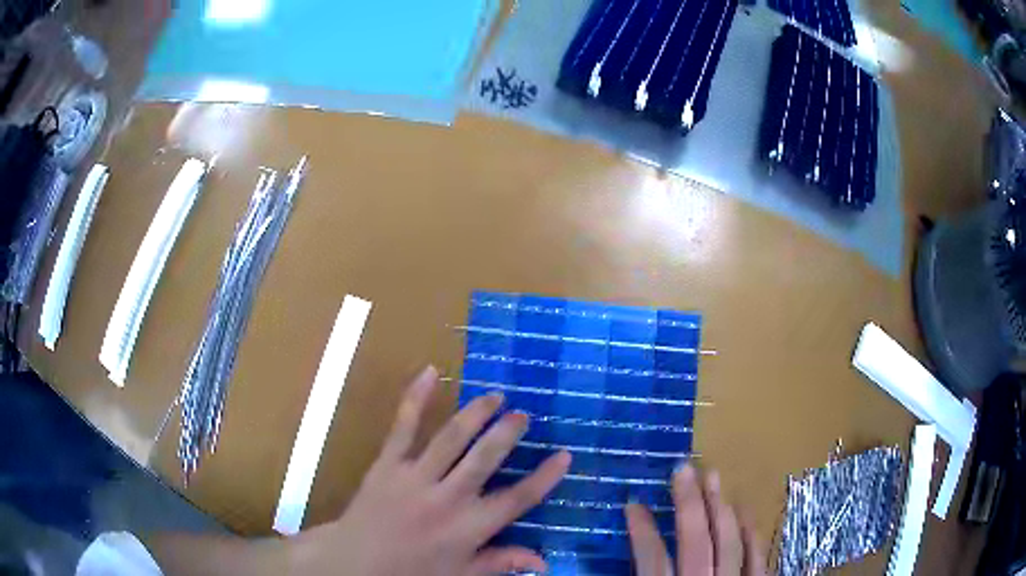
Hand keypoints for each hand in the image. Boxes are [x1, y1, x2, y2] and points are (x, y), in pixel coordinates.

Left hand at [292, 366, 571, 575]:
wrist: (355, 562)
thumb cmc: (412, 572)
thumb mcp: (461, 574)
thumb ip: (502, 563)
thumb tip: (544, 560)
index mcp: (469, 527)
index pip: (517, 499)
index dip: (545, 477)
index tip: (565, 455)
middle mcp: (447, 498)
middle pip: (485, 458)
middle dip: (507, 433)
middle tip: (523, 415)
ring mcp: (415, 477)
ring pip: (451, 437)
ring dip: (476, 413)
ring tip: (494, 396)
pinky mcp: (387, 463)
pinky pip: (403, 426)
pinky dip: (416, 397)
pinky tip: (430, 372)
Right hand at [626, 464, 766, 575]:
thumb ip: (643, 574)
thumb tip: (620, 562)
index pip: (653, 558)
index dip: (642, 530)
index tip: (633, 503)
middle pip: (696, 541)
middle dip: (689, 503)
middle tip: (683, 467)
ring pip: (729, 542)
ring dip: (720, 507)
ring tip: (713, 476)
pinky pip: (758, 557)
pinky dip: (752, 534)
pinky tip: (746, 513)